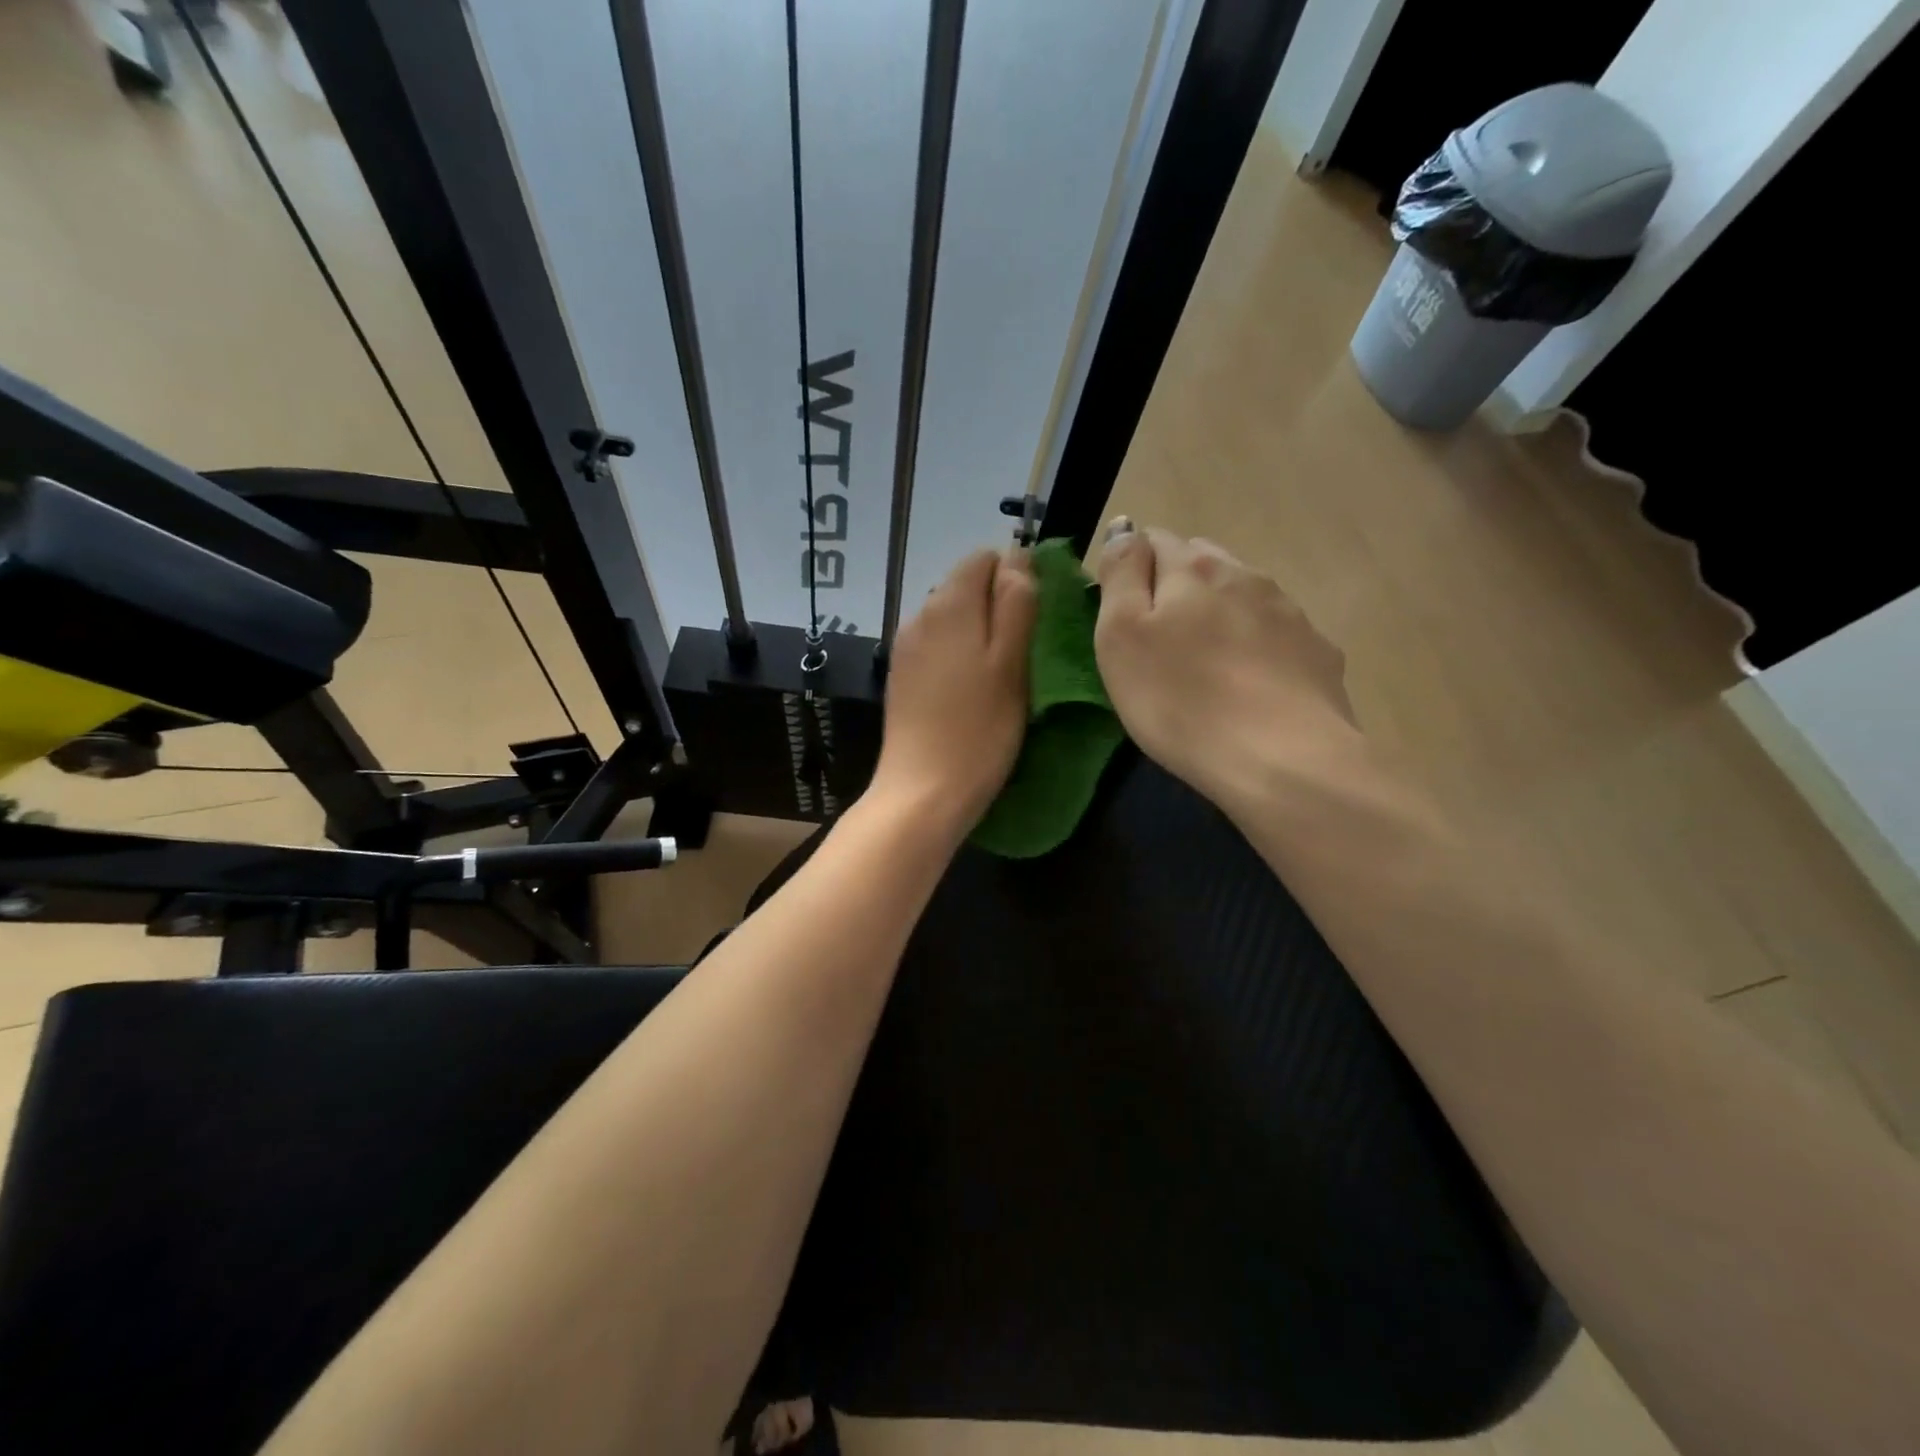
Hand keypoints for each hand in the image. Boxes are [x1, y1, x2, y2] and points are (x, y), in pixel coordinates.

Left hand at [869, 548, 1037, 837]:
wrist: (923, 791)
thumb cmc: (980, 729)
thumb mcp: (1012, 663)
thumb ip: (1016, 604)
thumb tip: (1017, 558)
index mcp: (949, 604)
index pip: (983, 558)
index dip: (1015, 574)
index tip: (1037, 614)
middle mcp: (919, 615)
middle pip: (964, 586)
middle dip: (996, 604)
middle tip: (1025, 649)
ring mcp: (905, 647)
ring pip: (950, 618)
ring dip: (978, 631)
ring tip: (1001, 672)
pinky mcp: (901, 676)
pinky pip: (935, 646)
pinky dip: (957, 654)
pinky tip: (970, 689)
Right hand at [1093, 520, 1357, 814]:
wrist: (1283, 759)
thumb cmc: (1180, 701)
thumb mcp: (1121, 637)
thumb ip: (1121, 574)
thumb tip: (1125, 527)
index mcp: (1192, 570)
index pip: (1154, 540)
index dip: (1133, 569)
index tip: (1123, 613)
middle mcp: (1245, 576)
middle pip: (1202, 562)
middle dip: (1177, 586)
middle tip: (1159, 640)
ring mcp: (1289, 612)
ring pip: (1242, 595)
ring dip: (1220, 614)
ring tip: (1205, 664)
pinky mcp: (1318, 652)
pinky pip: (1277, 633)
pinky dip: (1257, 645)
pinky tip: (1250, 686)